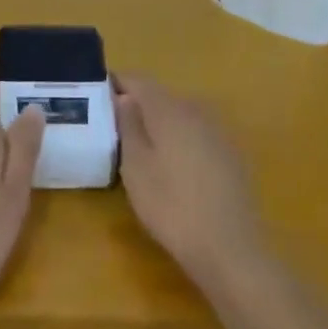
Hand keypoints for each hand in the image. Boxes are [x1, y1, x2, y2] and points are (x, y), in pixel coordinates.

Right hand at [114, 73, 263, 290]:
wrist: (231, 248)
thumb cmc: (172, 206)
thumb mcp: (136, 167)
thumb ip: (128, 125)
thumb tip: (124, 97)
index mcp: (168, 107)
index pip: (137, 80)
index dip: (115, 84)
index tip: (97, 99)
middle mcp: (195, 108)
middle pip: (159, 96)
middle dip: (136, 106)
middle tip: (114, 129)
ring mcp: (217, 130)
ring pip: (179, 114)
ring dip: (159, 124)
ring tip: (140, 150)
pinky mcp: (230, 152)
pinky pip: (196, 133)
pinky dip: (179, 140)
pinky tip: (173, 168)